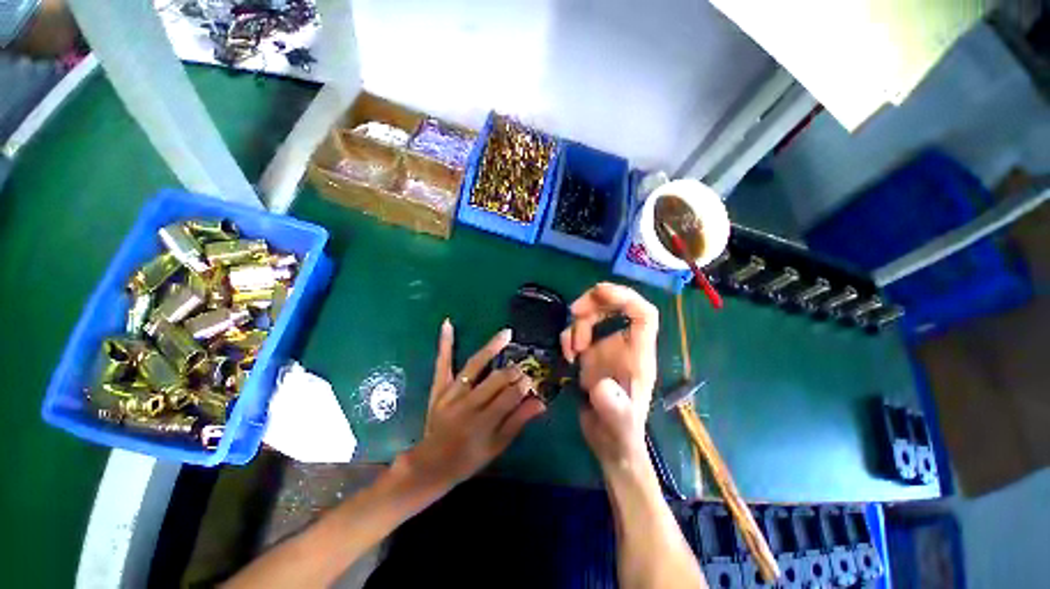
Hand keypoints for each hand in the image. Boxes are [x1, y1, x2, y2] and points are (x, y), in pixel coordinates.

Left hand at [401, 320, 545, 490]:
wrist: (431, 464)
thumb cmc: (468, 459)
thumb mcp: (497, 446)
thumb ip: (518, 422)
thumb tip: (541, 403)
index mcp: (483, 423)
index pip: (510, 396)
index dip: (524, 385)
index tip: (534, 378)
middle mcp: (467, 404)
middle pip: (495, 379)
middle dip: (514, 370)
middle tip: (525, 363)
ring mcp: (451, 393)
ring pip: (474, 366)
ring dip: (492, 348)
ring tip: (506, 334)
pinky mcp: (439, 388)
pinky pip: (443, 363)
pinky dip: (445, 343)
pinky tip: (448, 324)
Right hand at [560, 283, 658, 469]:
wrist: (609, 444)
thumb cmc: (621, 435)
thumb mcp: (620, 426)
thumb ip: (615, 409)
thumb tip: (602, 387)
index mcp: (639, 355)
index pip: (643, 314)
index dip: (625, 296)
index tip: (598, 291)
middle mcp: (624, 346)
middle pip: (615, 306)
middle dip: (593, 303)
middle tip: (574, 313)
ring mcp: (607, 348)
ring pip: (593, 317)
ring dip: (577, 325)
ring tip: (572, 351)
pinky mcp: (591, 355)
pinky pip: (579, 332)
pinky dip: (569, 337)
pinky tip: (568, 355)